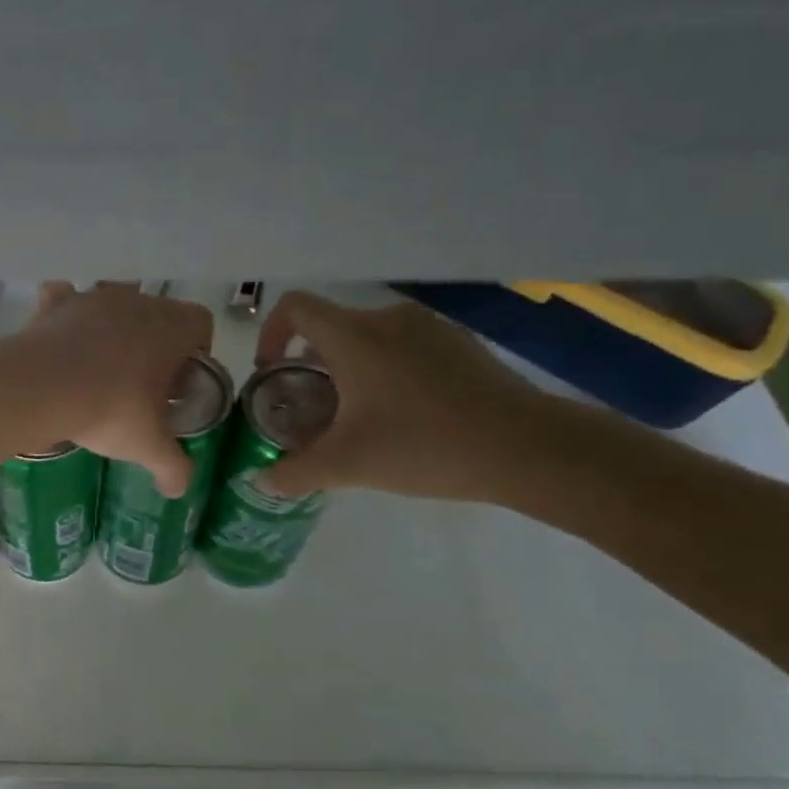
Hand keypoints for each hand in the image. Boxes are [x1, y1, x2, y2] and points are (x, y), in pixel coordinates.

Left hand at [17, 282, 214, 495]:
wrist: (42, 387)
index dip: (196, 352)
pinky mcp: (56, 304)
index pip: (201, 324)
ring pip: (113, 306)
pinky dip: (65, 315)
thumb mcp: (149, 447)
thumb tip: (179, 490)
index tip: (180, 383)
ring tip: (98, 369)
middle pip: (157, 315)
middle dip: (154, 344)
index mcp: (172, 327)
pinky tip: (61, 343)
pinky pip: (65, 299)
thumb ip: (173, 467)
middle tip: (140, 384)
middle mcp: (137, 301)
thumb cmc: (111, 410)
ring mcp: (93, 297)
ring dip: (112, 330)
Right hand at [253, 292, 557, 502]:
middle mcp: (387, 319)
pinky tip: (403, 415)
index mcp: (353, 336)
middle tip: (312, 410)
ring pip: (367, 339)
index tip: (273, 373)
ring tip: (356, 417)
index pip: (294, 307)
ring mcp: (428, 328)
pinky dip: (385, 371)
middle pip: (330, 328)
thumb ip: (295, 472)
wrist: (527, 447)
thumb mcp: (348, 465)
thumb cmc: (424, 445)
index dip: (271, 333)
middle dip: (309, 366)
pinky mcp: (458, 343)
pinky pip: (403, 347)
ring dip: (348, 370)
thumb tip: (261, 481)